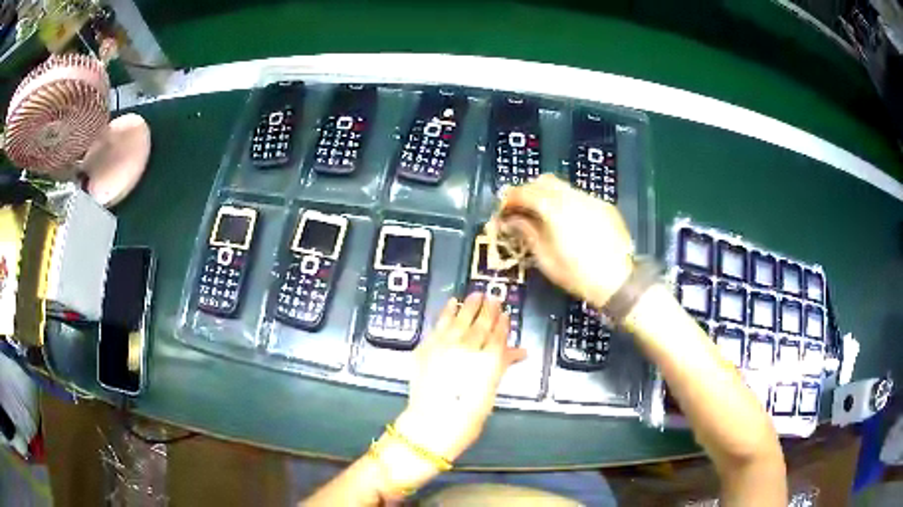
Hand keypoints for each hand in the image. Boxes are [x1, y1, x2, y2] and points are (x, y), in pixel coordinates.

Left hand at [394, 293, 525, 463]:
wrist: (431, 423)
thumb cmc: (468, 417)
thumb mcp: (490, 392)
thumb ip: (502, 366)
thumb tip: (519, 352)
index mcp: (489, 360)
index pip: (498, 335)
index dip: (502, 323)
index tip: (505, 313)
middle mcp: (468, 347)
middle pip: (481, 324)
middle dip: (488, 310)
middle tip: (493, 297)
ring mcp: (445, 345)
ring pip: (460, 319)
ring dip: (469, 306)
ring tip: (475, 295)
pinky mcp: (427, 347)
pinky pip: (439, 324)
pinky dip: (446, 313)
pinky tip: (452, 304)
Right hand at [491, 174, 634, 307]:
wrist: (619, 281)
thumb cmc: (577, 274)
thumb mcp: (545, 258)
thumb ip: (527, 233)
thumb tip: (510, 220)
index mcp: (555, 209)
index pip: (525, 192)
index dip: (510, 199)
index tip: (502, 211)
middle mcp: (573, 197)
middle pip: (544, 181)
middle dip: (528, 191)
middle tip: (520, 209)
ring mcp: (591, 199)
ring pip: (563, 187)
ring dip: (548, 195)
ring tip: (542, 215)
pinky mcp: (604, 206)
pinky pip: (579, 196)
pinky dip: (566, 202)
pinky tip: (567, 221)